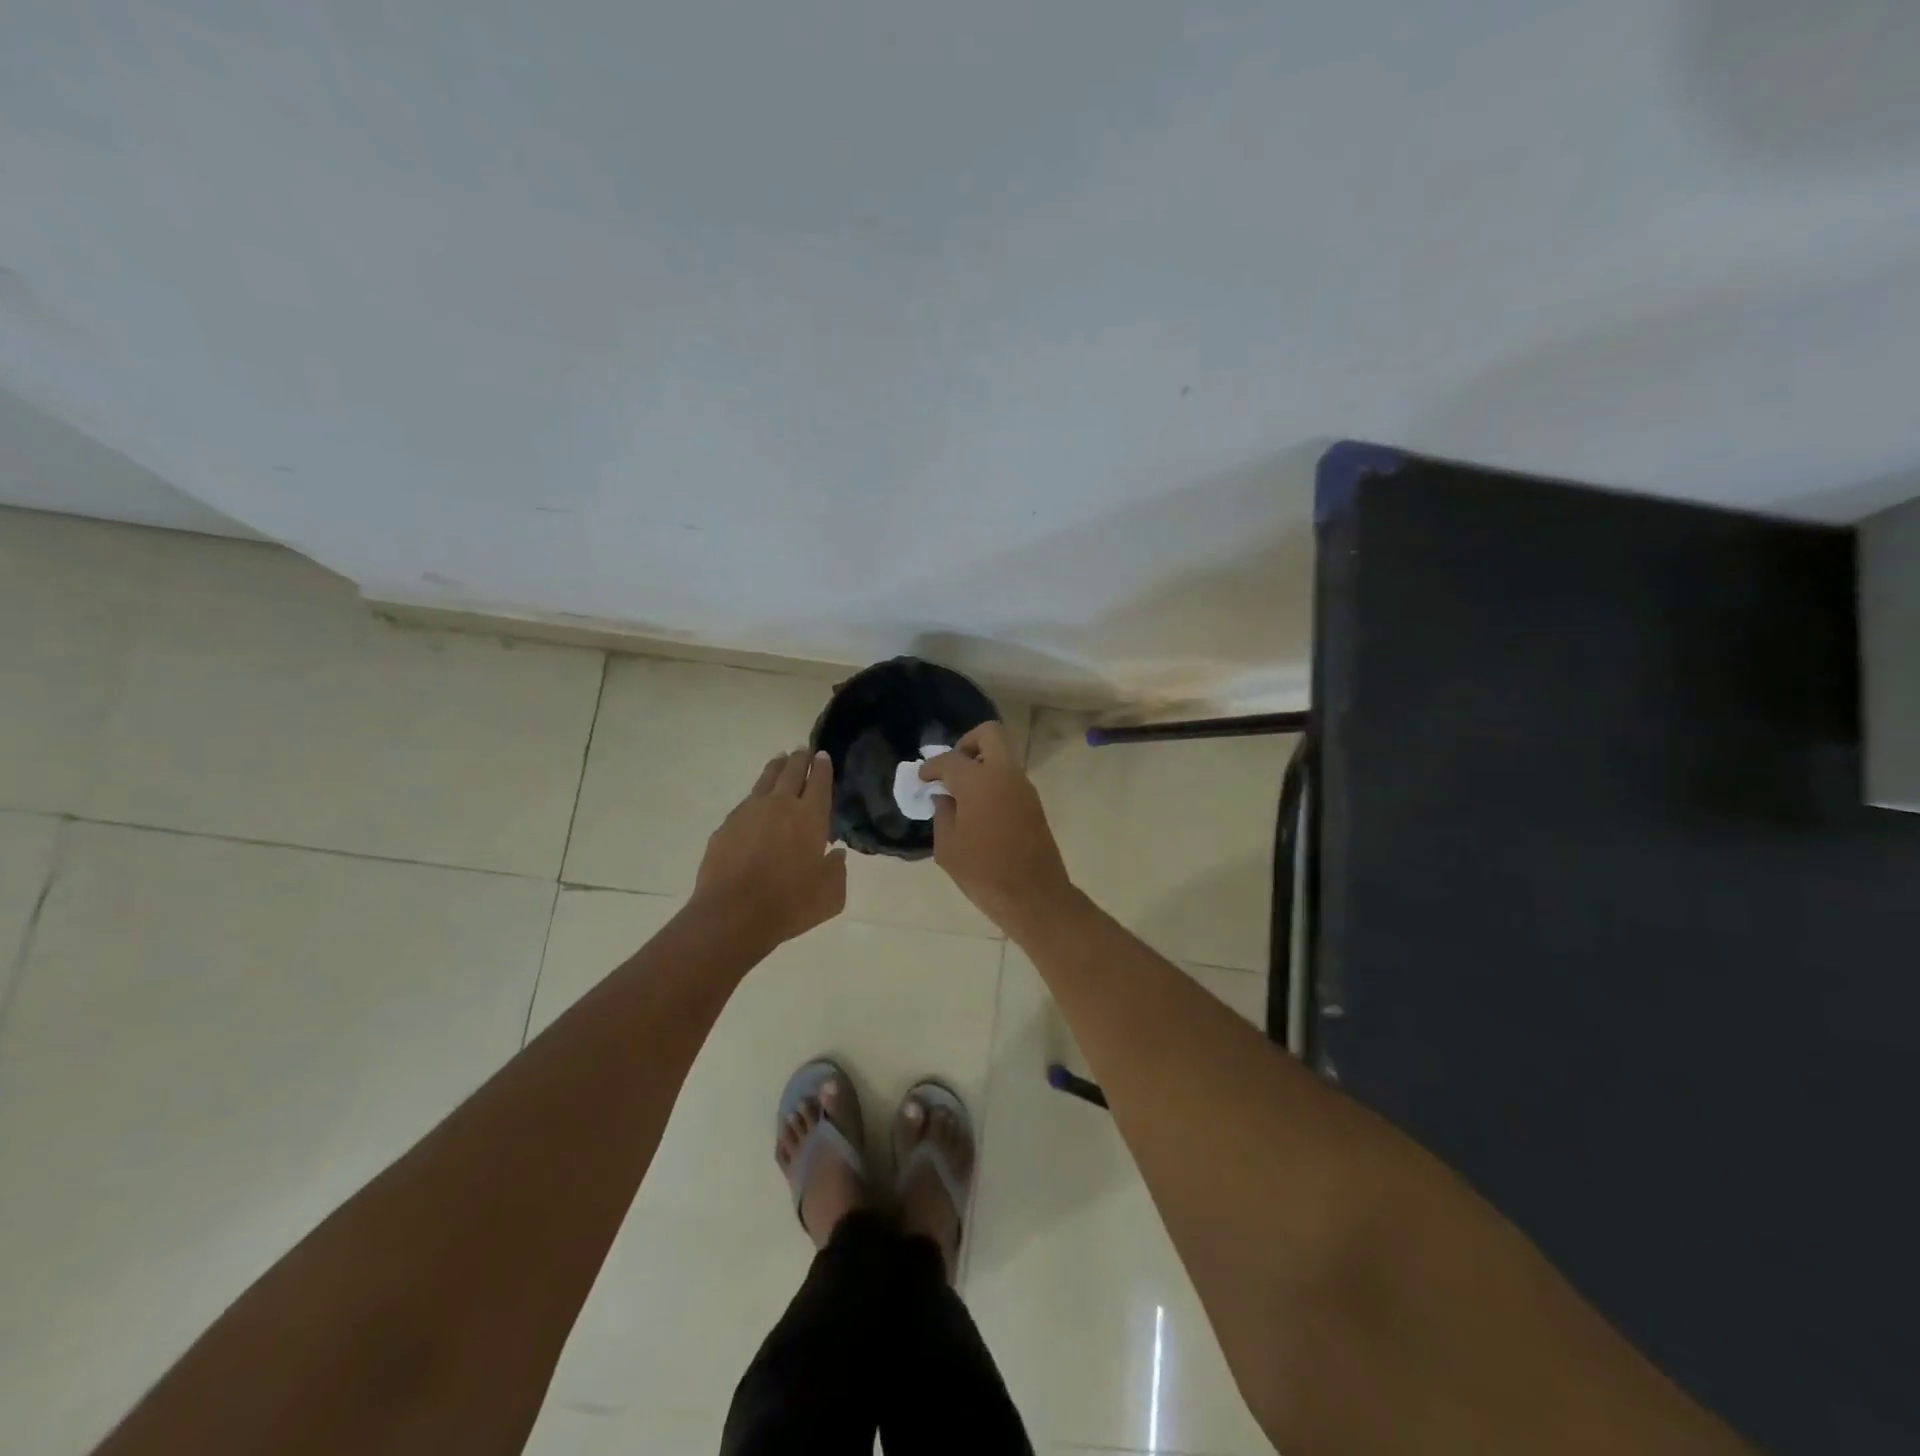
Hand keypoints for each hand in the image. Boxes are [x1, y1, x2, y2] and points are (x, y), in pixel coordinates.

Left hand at [693, 749, 846, 945]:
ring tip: (780, 760)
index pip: (820, 782)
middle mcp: (781, 805)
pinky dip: (756, 796)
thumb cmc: (790, 904)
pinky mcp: (727, 824)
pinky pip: (746, 801)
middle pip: (792, 771)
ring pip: (766, 779)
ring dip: (776, 768)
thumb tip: (835, 855)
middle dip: (800, 759)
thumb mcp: (830, 895)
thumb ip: (837, 870)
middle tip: (803, 751)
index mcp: (811, 817)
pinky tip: (756, 802)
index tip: (823, 756)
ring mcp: (750, 811)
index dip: (823, 767)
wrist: (733, 914)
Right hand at [920, 722, 1073, 929]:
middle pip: (989, 734)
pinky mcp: (1033, 803)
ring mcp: (1023, 787)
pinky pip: (1009, 778)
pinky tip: (978, 809)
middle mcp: (1005, 775)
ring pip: (1002, 756)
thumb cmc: (984, 873)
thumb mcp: (948, 847)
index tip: (923, 778)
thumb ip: (942, 815)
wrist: (1034, 896)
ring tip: (961, 794)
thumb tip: (944, 799)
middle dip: (967, 743)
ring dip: (981, 765)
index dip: (932, 767)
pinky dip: (993, 782)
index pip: (950, 759)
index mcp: (979, 781)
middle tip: (952, 770)